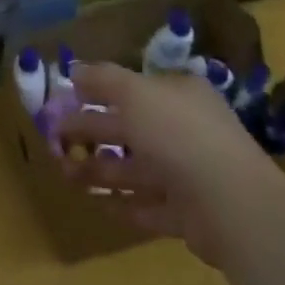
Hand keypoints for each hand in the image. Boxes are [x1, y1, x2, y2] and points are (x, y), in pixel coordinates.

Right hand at [56, 62, 284, 266]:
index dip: (96, 91)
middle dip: (89, 132)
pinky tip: (97, 204)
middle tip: (53, 138)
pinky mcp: (188, 215)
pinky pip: (148, 206)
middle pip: (128, 128)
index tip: (63, 99)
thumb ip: (102, 79)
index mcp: (178, 95)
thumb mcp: (134, 92)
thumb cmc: (178, 134)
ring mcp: (189, 175)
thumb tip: (74, 69)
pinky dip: (123, 204)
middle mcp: (185, 130)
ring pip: (135, 169)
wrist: (232, 206)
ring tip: (64, 173)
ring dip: (98, 169)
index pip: (132, 88)